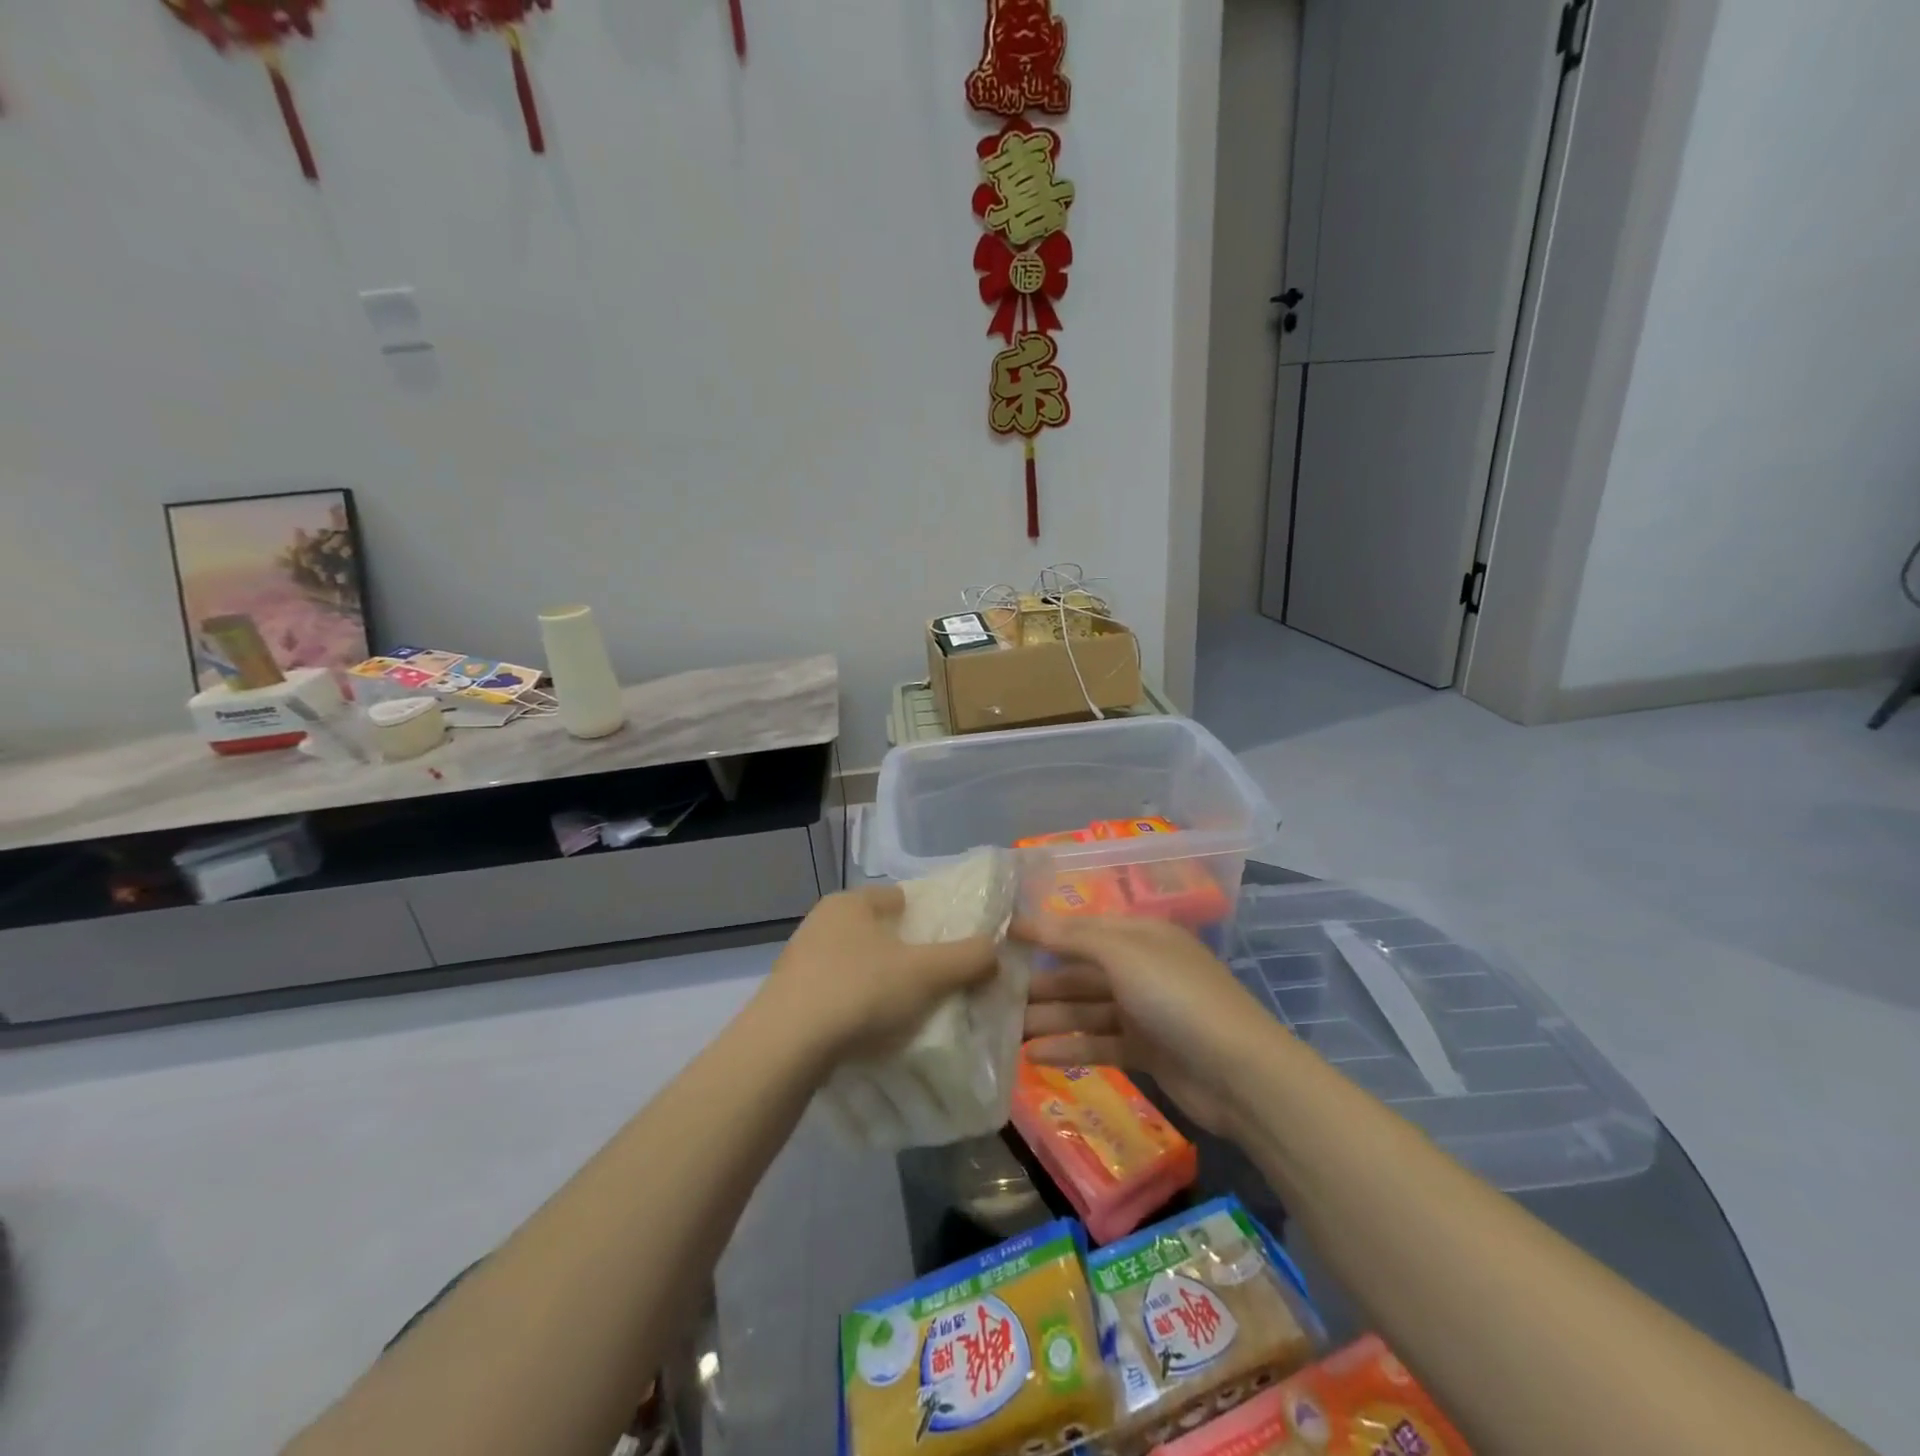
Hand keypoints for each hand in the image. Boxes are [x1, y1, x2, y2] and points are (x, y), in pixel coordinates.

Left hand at [760, 886, 999, 1065]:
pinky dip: (854, 1009)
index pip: (899, 898)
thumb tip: (995, 951)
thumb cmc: (861, 991)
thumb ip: (968, 958)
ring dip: (878, 984)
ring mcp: (799, 962)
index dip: (928, 918)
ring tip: (906, 1013)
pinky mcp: (787, 999)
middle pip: (877, 933)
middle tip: (934, 983)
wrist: (785, 1048)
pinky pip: (834, 996)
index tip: (949, 946)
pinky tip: (869, 1034)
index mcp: (850, 903)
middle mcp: (820, 923)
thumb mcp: (927, 973)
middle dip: (904, 954)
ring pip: (855, 965)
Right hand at [1016, 914, 1278, 1134]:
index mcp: (1140, 936)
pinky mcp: (1146, 1051)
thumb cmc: (1178, 998)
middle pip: (1080, 972)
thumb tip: (1025, 919)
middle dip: (1040, 983)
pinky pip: (1099, 1043)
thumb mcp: (1124, 955)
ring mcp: (1143, 1011)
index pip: (1081, 929)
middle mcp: (1140, 968)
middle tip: (993, 996)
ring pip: (1085, 1009)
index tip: (999, 941)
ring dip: (1049, 1018)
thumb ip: (1073, 937)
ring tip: (1004, 1031)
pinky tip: (1033, 1056)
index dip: (1042, 933)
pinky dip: (1070, 1047)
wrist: (1240, 1073)